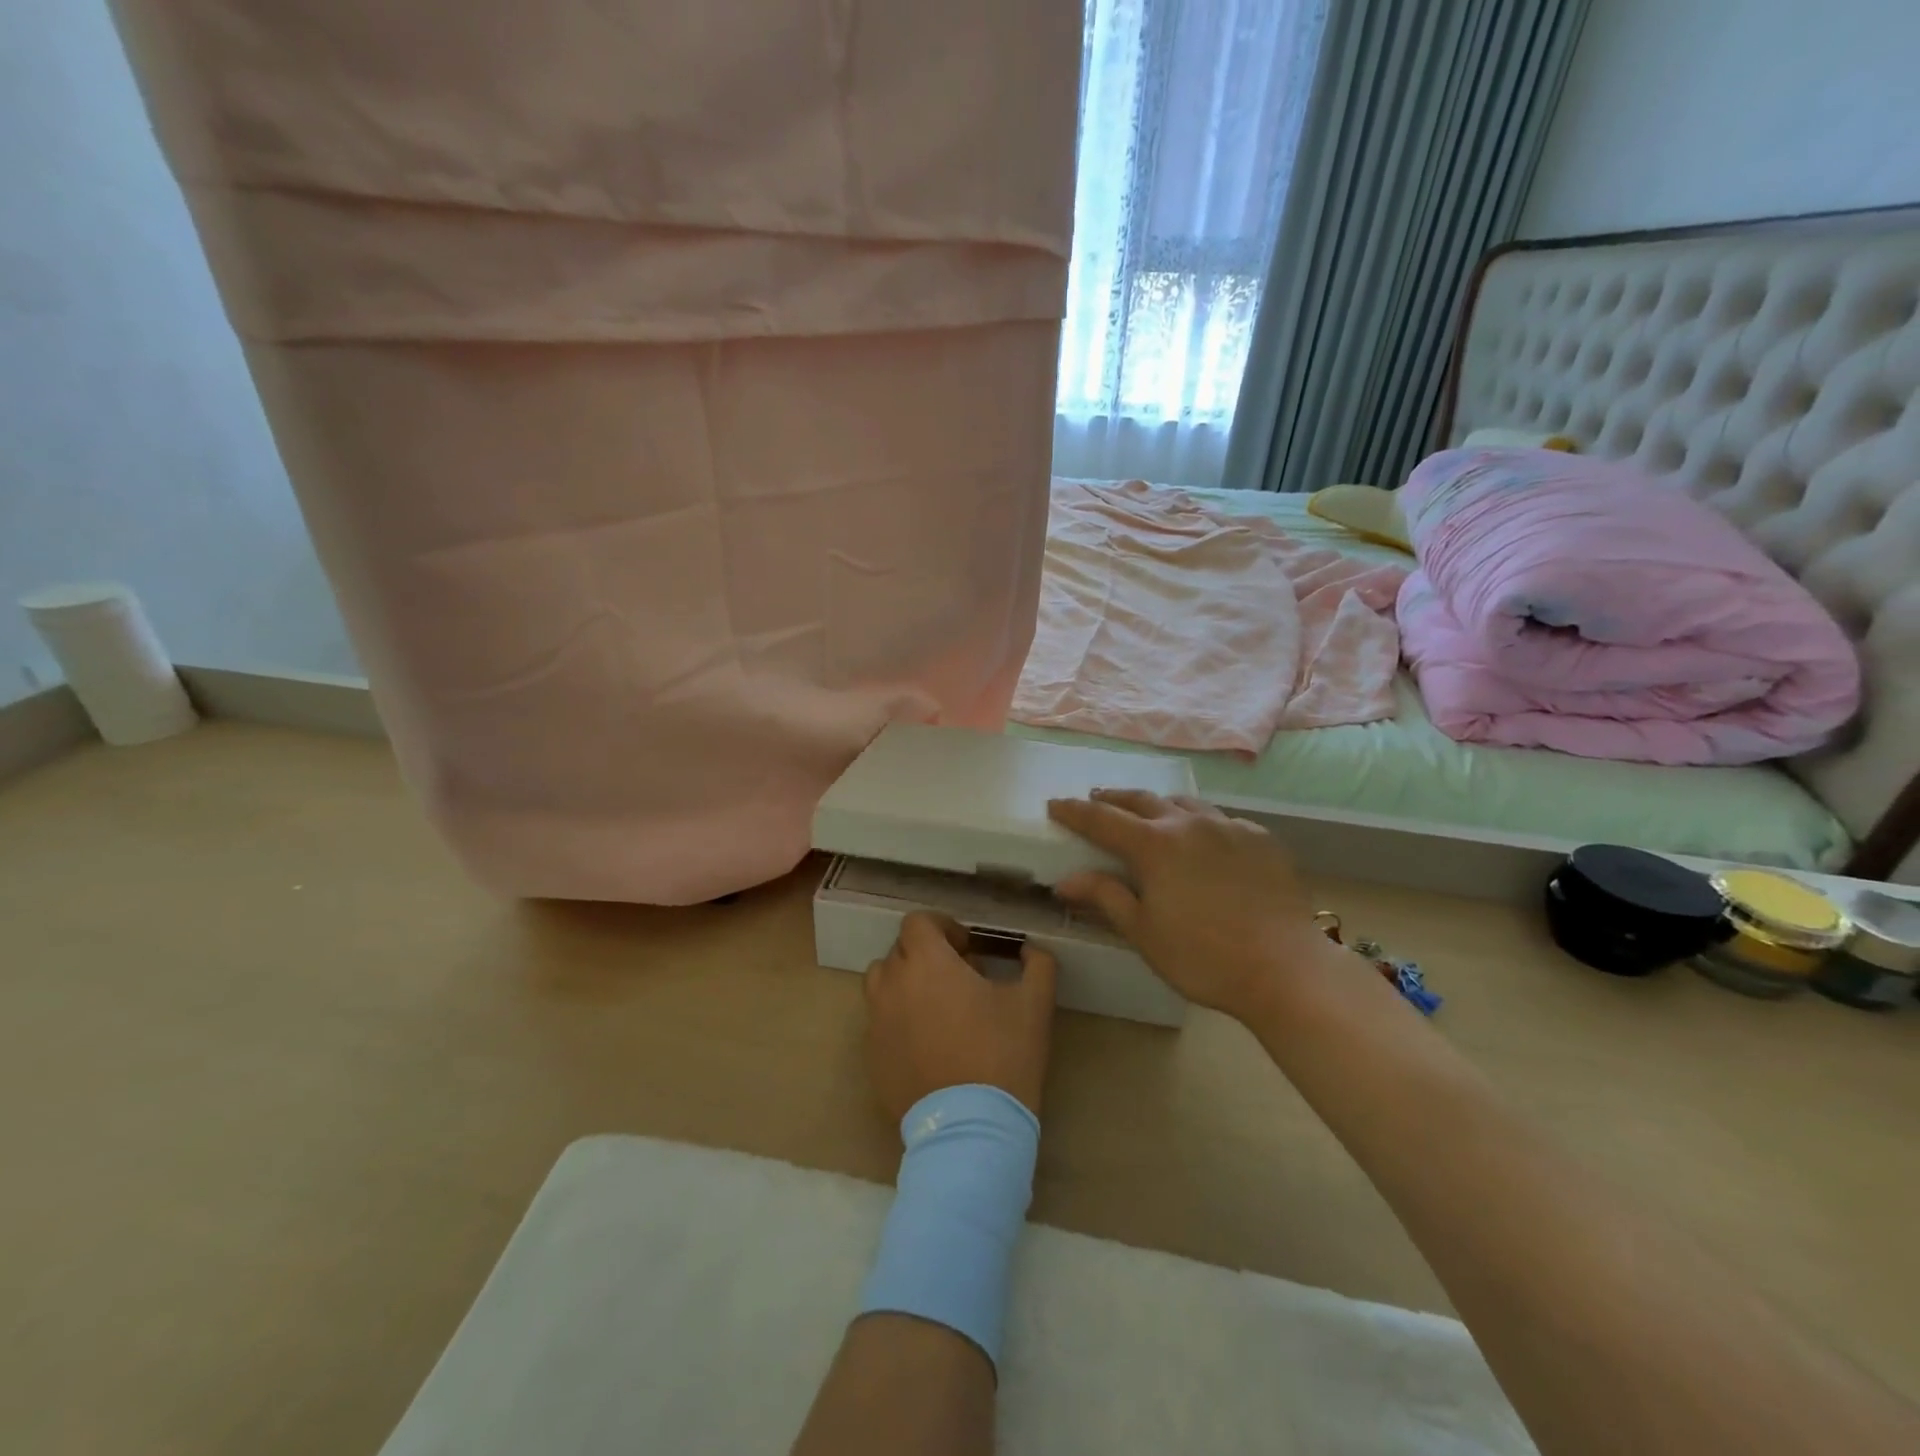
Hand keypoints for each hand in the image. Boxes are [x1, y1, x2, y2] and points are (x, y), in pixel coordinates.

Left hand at [865, 912, 1057, 1123]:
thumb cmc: (1003, 1056)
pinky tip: (928, 1045)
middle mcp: (893, 985)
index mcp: (927, 963)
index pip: (917, 922)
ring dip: (906, 983)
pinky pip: (879, 1022)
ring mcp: (876, 1022)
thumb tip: (1029, 949)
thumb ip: (1037, 963)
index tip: (966, 949)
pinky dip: (898, 1020)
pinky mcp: (872, 1057)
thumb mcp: (1035, 1003)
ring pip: (882, 984)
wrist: (971, 1129)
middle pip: (900, 951)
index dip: (942, 927)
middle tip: (960, 979)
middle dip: (927, 955)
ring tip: (938, 1008)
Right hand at [1047, 790, 1341, 1021]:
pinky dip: (1200, 823)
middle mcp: (1188, 823)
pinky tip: (1204, 840)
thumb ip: (1105, 897)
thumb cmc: (1203, 957)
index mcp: (1154, 845)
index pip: (1102, 819)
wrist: (1285, 967)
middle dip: (1113, 798)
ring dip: (1158, 805)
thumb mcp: (1144, 932)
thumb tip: (1065, 880)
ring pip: (1184, 803)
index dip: (1074, 811)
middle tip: (1096, 799)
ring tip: (1148, 813)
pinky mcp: (1261, 838)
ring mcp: (1229, 827)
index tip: (1054, 805)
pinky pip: (1221, 820)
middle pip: (1141, 800)